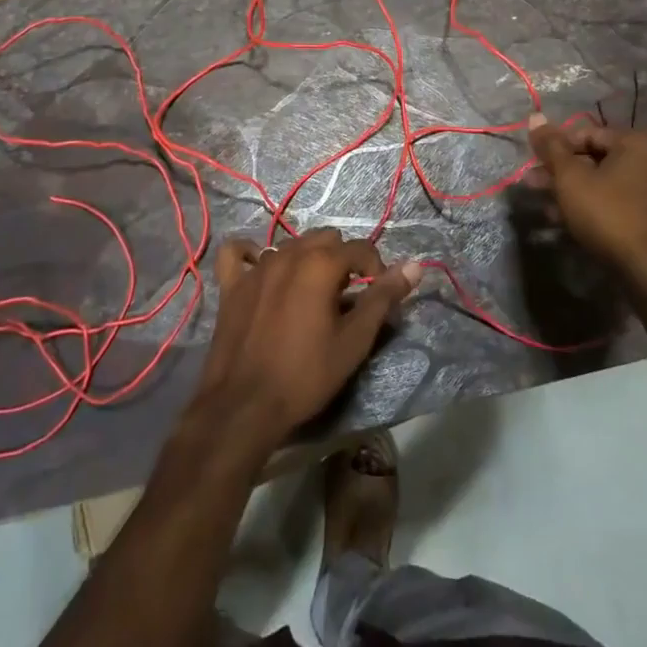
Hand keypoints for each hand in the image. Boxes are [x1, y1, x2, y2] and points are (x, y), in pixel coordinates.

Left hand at [189, 229, 422, 455]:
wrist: (245, 406)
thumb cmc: (306, 375)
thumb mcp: (353, 341)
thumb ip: (383, 298)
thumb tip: (414, 265)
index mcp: (319, 264)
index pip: (360, 248)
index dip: (376, 269)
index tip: (379, 296)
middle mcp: (287, 254)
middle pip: (325, 239)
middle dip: (343, 260)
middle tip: (347, 297)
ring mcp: (256, 267)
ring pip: (289, 245)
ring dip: (307, 260)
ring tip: (313, 295)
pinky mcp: (231, 285)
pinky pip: (238, 254)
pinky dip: (250, 254)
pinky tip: (260, 268)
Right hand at [527, 115, 646, 294]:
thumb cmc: (607, 212)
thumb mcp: (570, 177)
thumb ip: (551, 147)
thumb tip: (535, 117)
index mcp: (633, 143)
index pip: (585, 133)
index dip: (555, 146)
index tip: (533, 162)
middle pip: (592, 157)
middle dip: (558, 170)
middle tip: (530, 182)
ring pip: (599, 182)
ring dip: (568, 189)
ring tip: (541, 202)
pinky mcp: (646, 216)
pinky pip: (611, 201)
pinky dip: (587, 205)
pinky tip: (561, 219)